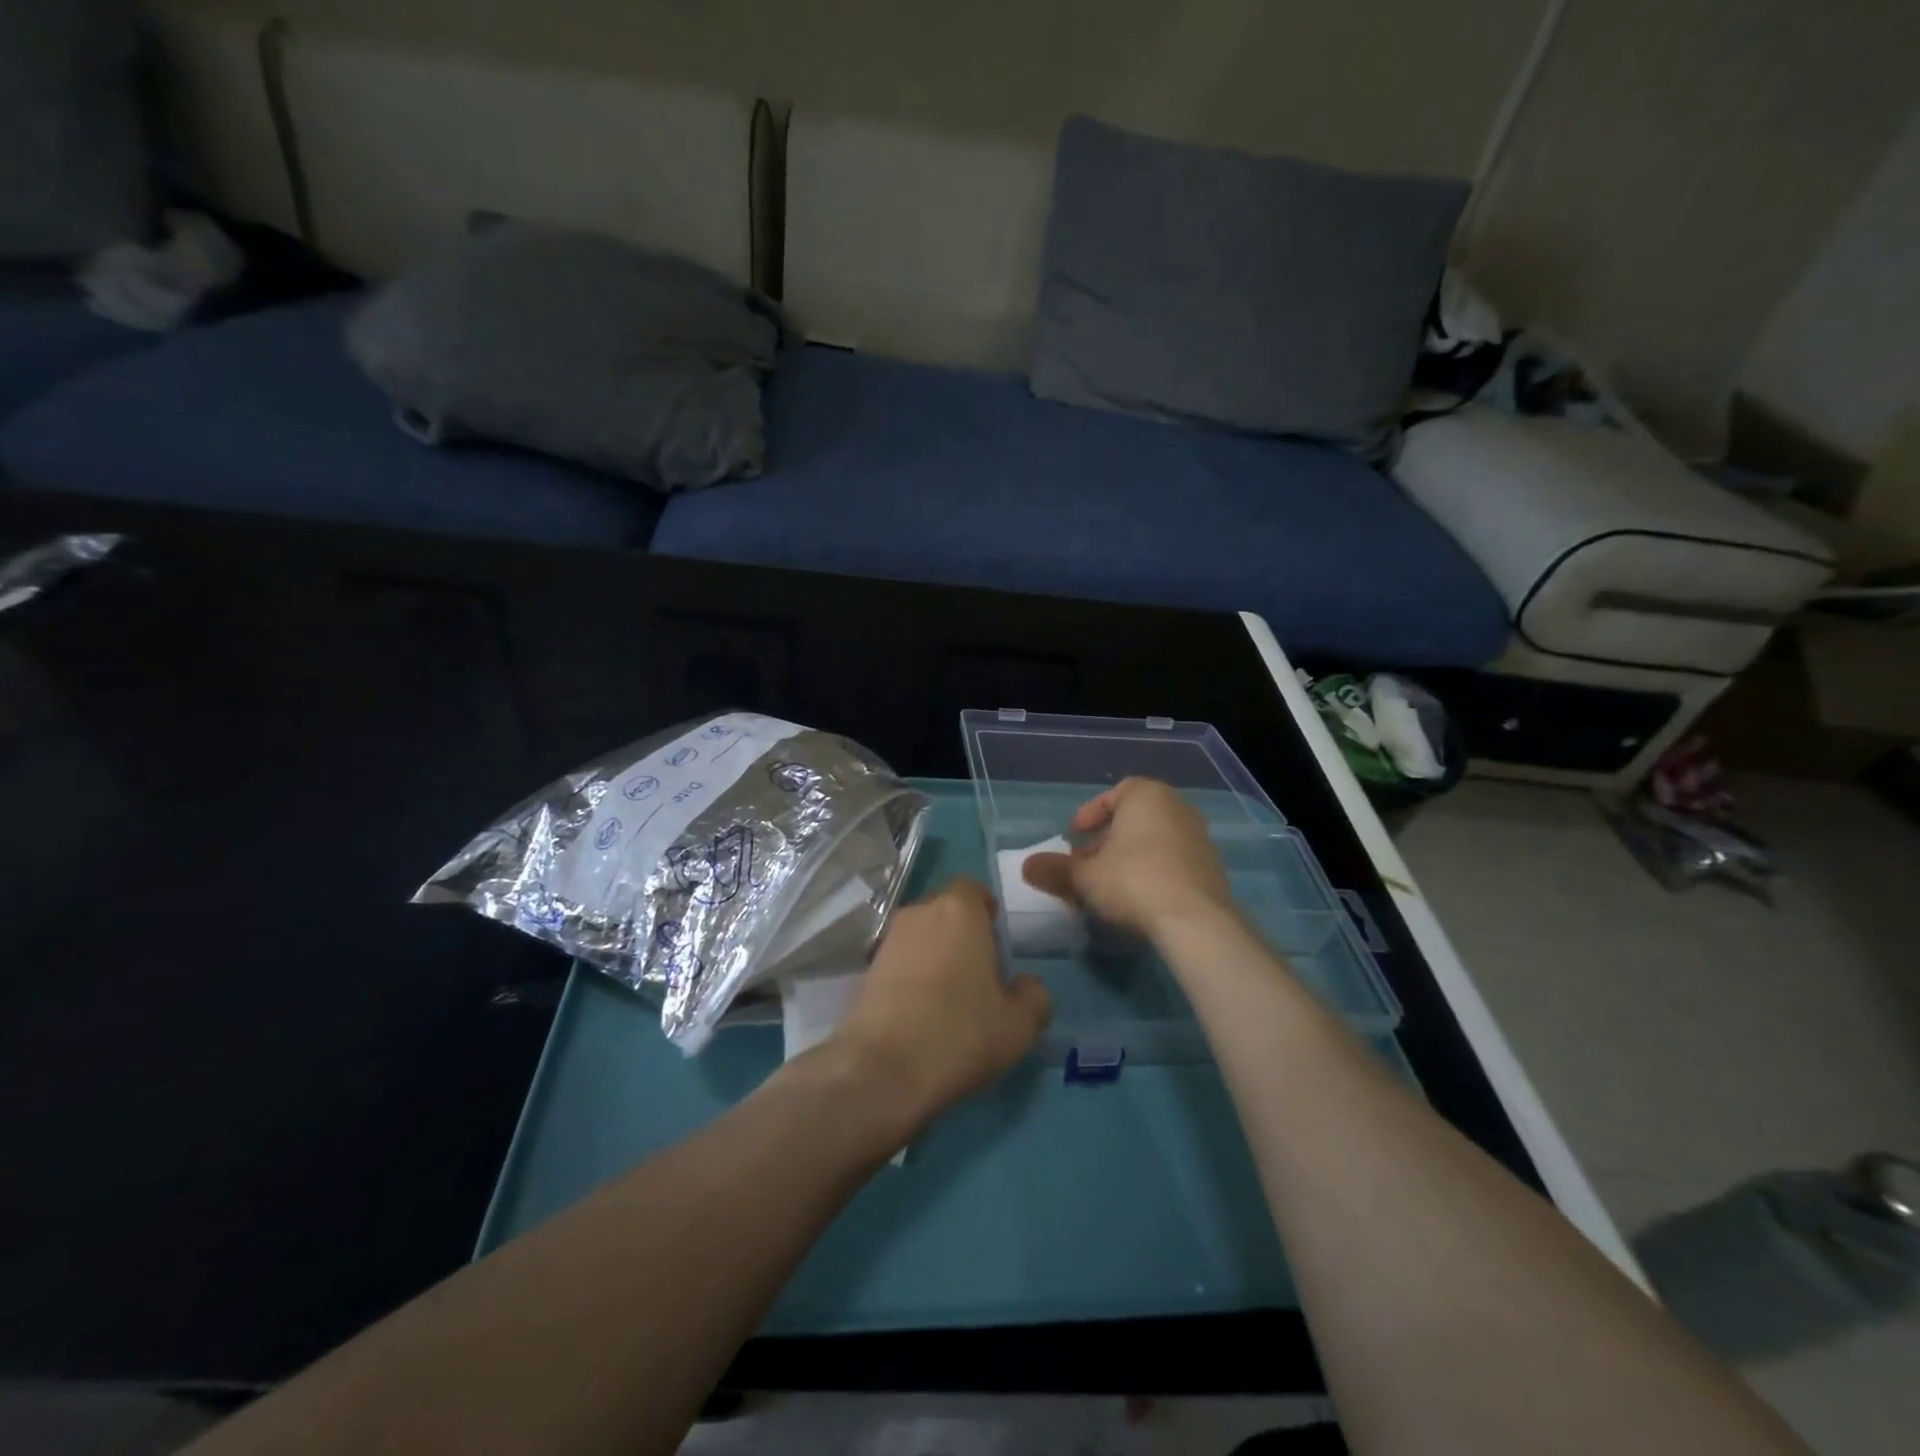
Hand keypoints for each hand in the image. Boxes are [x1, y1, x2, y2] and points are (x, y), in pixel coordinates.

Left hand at [832, 879, 1051, 1126]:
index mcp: (959, 910)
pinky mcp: (866, 970)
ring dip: (935, 955)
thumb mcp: (1020, 1024)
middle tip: (979, 972)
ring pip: (921, 936)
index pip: (973, 888)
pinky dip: (912, 977)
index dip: (986, 910)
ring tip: (950, 997)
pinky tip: (922, 1013)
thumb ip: (1034, 995)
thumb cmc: (960, 1033)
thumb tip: (1026, 984)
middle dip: (962, 933)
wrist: (882, 1068)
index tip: (997, 942)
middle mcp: (920, 913)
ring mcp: (888, 940)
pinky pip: (900, 961)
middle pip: (945, 911)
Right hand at [1022, 778, 1234, 942]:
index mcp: (1147, 795)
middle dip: (1108, 838)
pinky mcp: (1212, 867)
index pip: (1115, 793)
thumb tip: (1026, 867)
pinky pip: (1174, 859)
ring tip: (1110, 882)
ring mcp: (1199, 836)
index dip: (1091, 813)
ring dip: (1131, 855)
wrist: (1196, 921)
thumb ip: (1054, 869)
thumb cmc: (1133, 882)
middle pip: (1135, 817)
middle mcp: (1177, 807)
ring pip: (1156, 839)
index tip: (1075, 835)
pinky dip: (1154, 869)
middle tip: (1087, 862)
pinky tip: (1139, 896)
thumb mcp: (1084, 877)